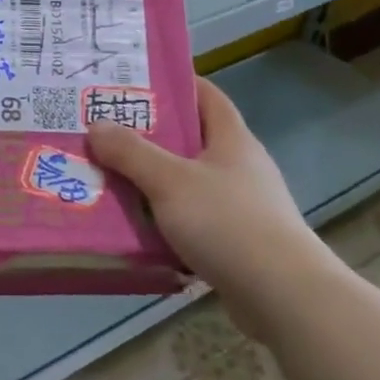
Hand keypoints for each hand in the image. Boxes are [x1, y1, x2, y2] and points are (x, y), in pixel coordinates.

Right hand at [88, 77, 309, 292]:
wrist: (282, 296)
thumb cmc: (227, 223)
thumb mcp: (170, 181)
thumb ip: (131, 152)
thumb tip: (96, 125)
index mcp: (232, 139)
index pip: (205, 95)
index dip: (173, 84)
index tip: (132, 83)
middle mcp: (239, 166)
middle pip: (190, 140)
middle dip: (148, 136)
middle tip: (104, 132)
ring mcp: (240, 205)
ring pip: (186, 182)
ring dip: (152, 181)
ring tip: (108, 177)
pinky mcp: (235, 241)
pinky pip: (191, 219)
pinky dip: (163, 218)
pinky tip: (134, 226)